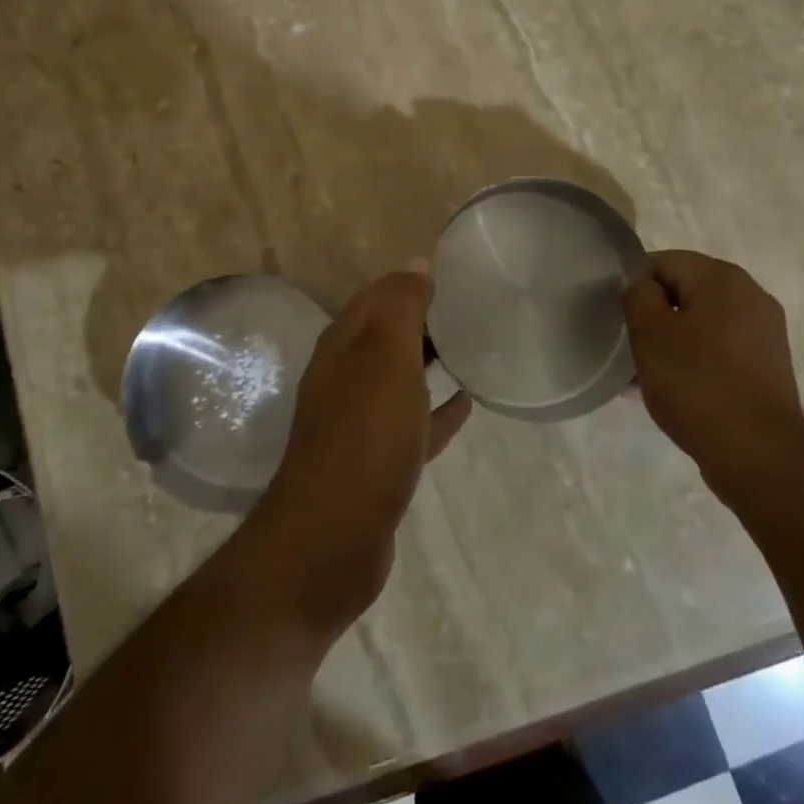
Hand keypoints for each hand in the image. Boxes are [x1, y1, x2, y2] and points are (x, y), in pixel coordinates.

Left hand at [254, 264, 471, 624]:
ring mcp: (360, 423)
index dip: (410, 281)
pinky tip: (466, 404)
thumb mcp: (384, 359)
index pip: (377, 296)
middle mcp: (346, 378)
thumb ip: (401, 308)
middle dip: (422, 317)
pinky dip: (438, 410)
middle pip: (387, 335)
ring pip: (400, 378)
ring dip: (429, 361)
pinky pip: (414, 423)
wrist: (331, 540)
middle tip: (472, 306)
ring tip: (472, 346)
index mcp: (344, 346)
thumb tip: (417, 263)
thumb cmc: (363, 437)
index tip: (454, 272)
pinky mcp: (378, 464)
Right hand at [623, 250, 800, 471]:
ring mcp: (765, 332)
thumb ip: (638, 295)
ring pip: (702, 323)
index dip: (636, 289)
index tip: (624, 323)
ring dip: (674, 342)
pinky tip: (679, 392)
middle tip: (634, 350)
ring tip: (651, 377)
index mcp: (723, 277)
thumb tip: (645, 288)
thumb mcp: (649, 332)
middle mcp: (751, 295)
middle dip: (656, 317)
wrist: (760, 456)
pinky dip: (697, 362)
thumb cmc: (697, 384)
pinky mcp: (769, 366)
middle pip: (684, 292)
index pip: (662, 262)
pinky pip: (720, 350)